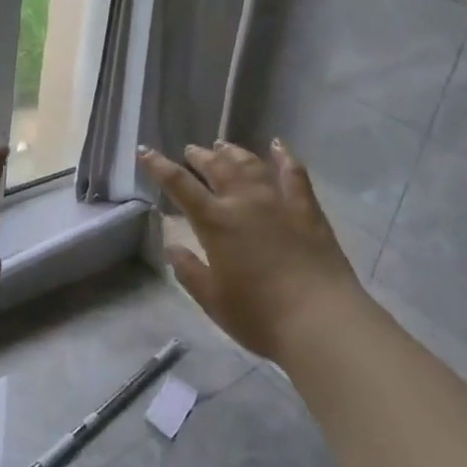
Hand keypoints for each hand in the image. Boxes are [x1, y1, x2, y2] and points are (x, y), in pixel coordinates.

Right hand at [140, 139, 370, 360]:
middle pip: (217, 168)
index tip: (146, 152)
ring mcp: (279, 201)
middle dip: (200, 156)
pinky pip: (294, 173)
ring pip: (251, 164)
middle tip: (190, 150)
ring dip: (234, 152)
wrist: (320, 320)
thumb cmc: (259, 316)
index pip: (180, 185)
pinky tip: (278, 145)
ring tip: (222, 145)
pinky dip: (284, 156)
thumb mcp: (212, 300)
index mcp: (215, 222)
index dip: (159, 166)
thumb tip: (172, 247)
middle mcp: (245, 202)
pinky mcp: (307, 209)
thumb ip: (189, 270)